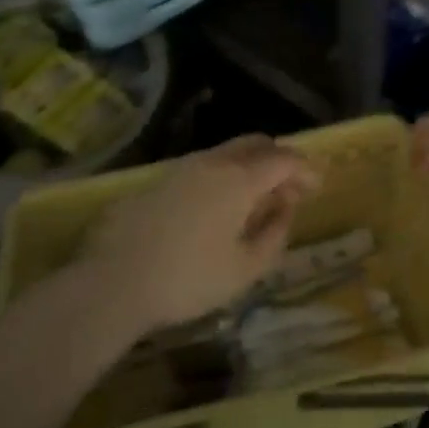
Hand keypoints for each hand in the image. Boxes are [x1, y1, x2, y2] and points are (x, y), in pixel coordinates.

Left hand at [84, 135, 319, 333]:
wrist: (111, 283)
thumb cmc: (187, 280)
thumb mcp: (245, 269)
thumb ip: (274, 234)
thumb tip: (285, 210)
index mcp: (240, 179)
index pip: (283, 159)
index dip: (305, 169)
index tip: (317, 186)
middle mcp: (213, 162)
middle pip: (256, 144)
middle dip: (278, 160)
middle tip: (288, 188)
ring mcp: (181, 168)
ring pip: (227, 153)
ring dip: (249, 168)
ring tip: (254, 201)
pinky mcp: (157, 181)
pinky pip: (202, 168)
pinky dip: (222, 177)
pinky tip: (217, 208)